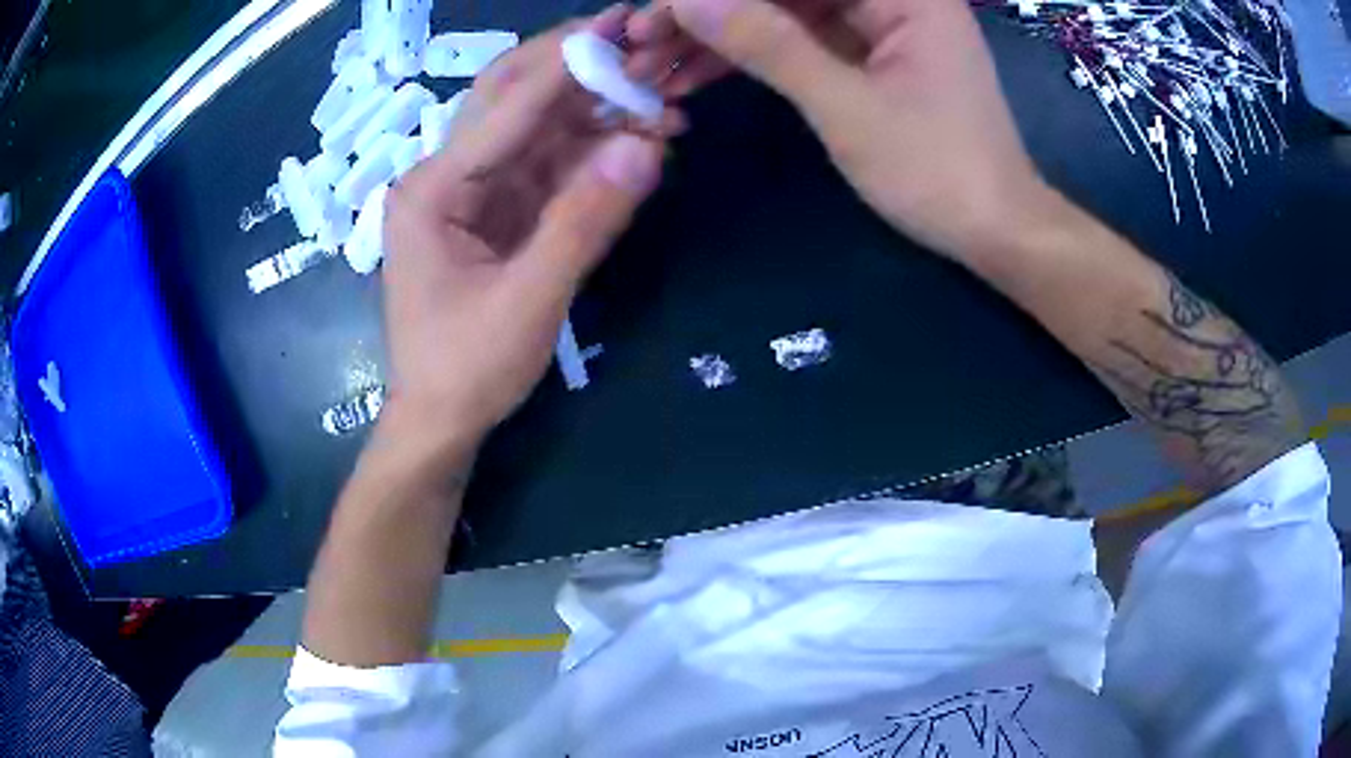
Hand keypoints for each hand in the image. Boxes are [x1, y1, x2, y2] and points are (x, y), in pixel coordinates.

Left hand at [380, 7, 677, 457]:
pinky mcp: (494, 213)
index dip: (568, 64)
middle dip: (573, 64)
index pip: (508, 107)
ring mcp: (470, 193)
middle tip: (635, 38)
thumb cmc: (466, 370)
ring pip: (535, 129)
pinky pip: (545, 167)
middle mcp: (445, 177)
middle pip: (510, 98)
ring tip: (658, 97)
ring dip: (594, 110)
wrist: (440, 421)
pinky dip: (590, 152)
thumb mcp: (529, 302)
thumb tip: (648, 146)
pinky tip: (635, 142)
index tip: (622, 25)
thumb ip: (586, 222)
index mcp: (433, 191)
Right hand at [626, 0, 1053, 259]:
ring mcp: (880, 26)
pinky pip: (800, 42)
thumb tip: (686, 0)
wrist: (995, 233)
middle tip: (641, 43)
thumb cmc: (937, 173)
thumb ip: (767, 44)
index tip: (659, 12)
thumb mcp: (845, 107)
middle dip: (709, 14)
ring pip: (785, 14)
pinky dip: (753, 58)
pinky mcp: (870, 56)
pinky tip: (698, 76)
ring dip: (720, 38)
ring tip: (654, 67)